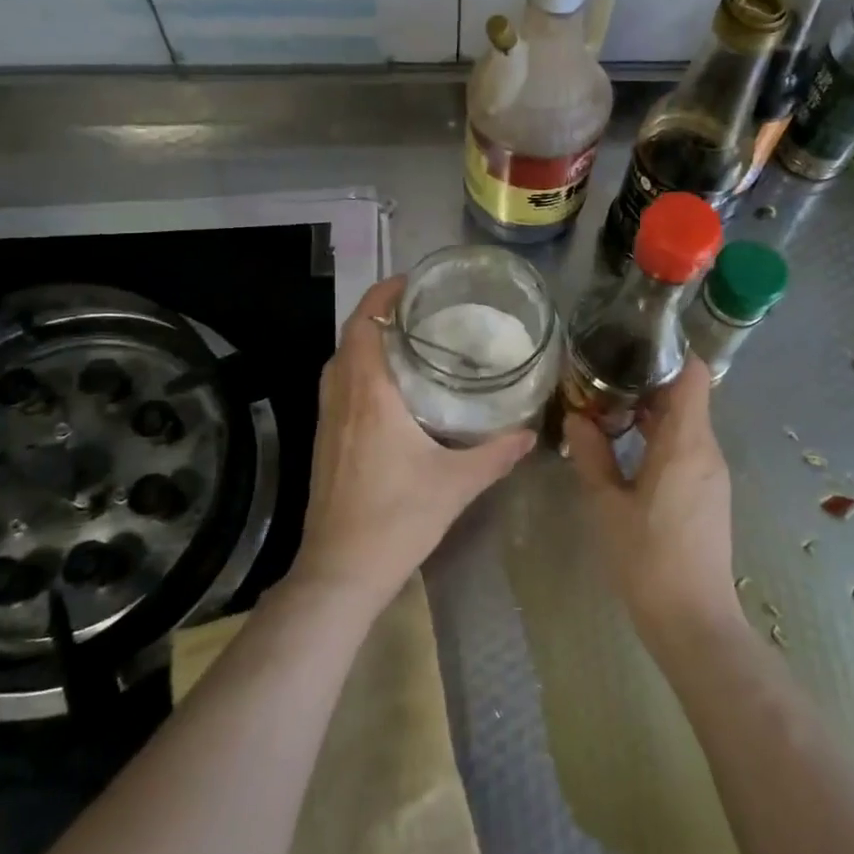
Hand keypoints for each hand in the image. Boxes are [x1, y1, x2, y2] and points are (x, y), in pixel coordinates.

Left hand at [289, 276, 534, 613]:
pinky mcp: (324, 438)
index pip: (365, 322)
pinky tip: (391, 388)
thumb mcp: (456, 484)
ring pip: (341, 359)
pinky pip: (339, 384)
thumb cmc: (396, 519)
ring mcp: (327, 418)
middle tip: (423, 309)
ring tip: (410, 339)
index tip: (414, 283)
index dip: (384, 294)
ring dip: (368, 339)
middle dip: (381, 312)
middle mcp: (342, 396)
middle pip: (352, 334)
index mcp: (370, 394)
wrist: (340, 571)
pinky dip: (360, 367)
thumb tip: (529, 432)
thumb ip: (496, 453)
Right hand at [564, 359, 739, 639]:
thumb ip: (591, 453)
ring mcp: (712, 472)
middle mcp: (707, 448)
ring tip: (608, 406)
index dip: (670, 351)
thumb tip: (576, 416)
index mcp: (686, 442)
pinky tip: (627, 446)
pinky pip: (688, 446)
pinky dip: (661, 436)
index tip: (633, 341)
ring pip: (686, 422)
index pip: (694, 374)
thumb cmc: (648, 558)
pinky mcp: (709, 492)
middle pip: (686, 395)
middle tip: (604, 374)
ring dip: (652, 411)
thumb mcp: (607, 504)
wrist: (694, 620)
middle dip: (648, 380)